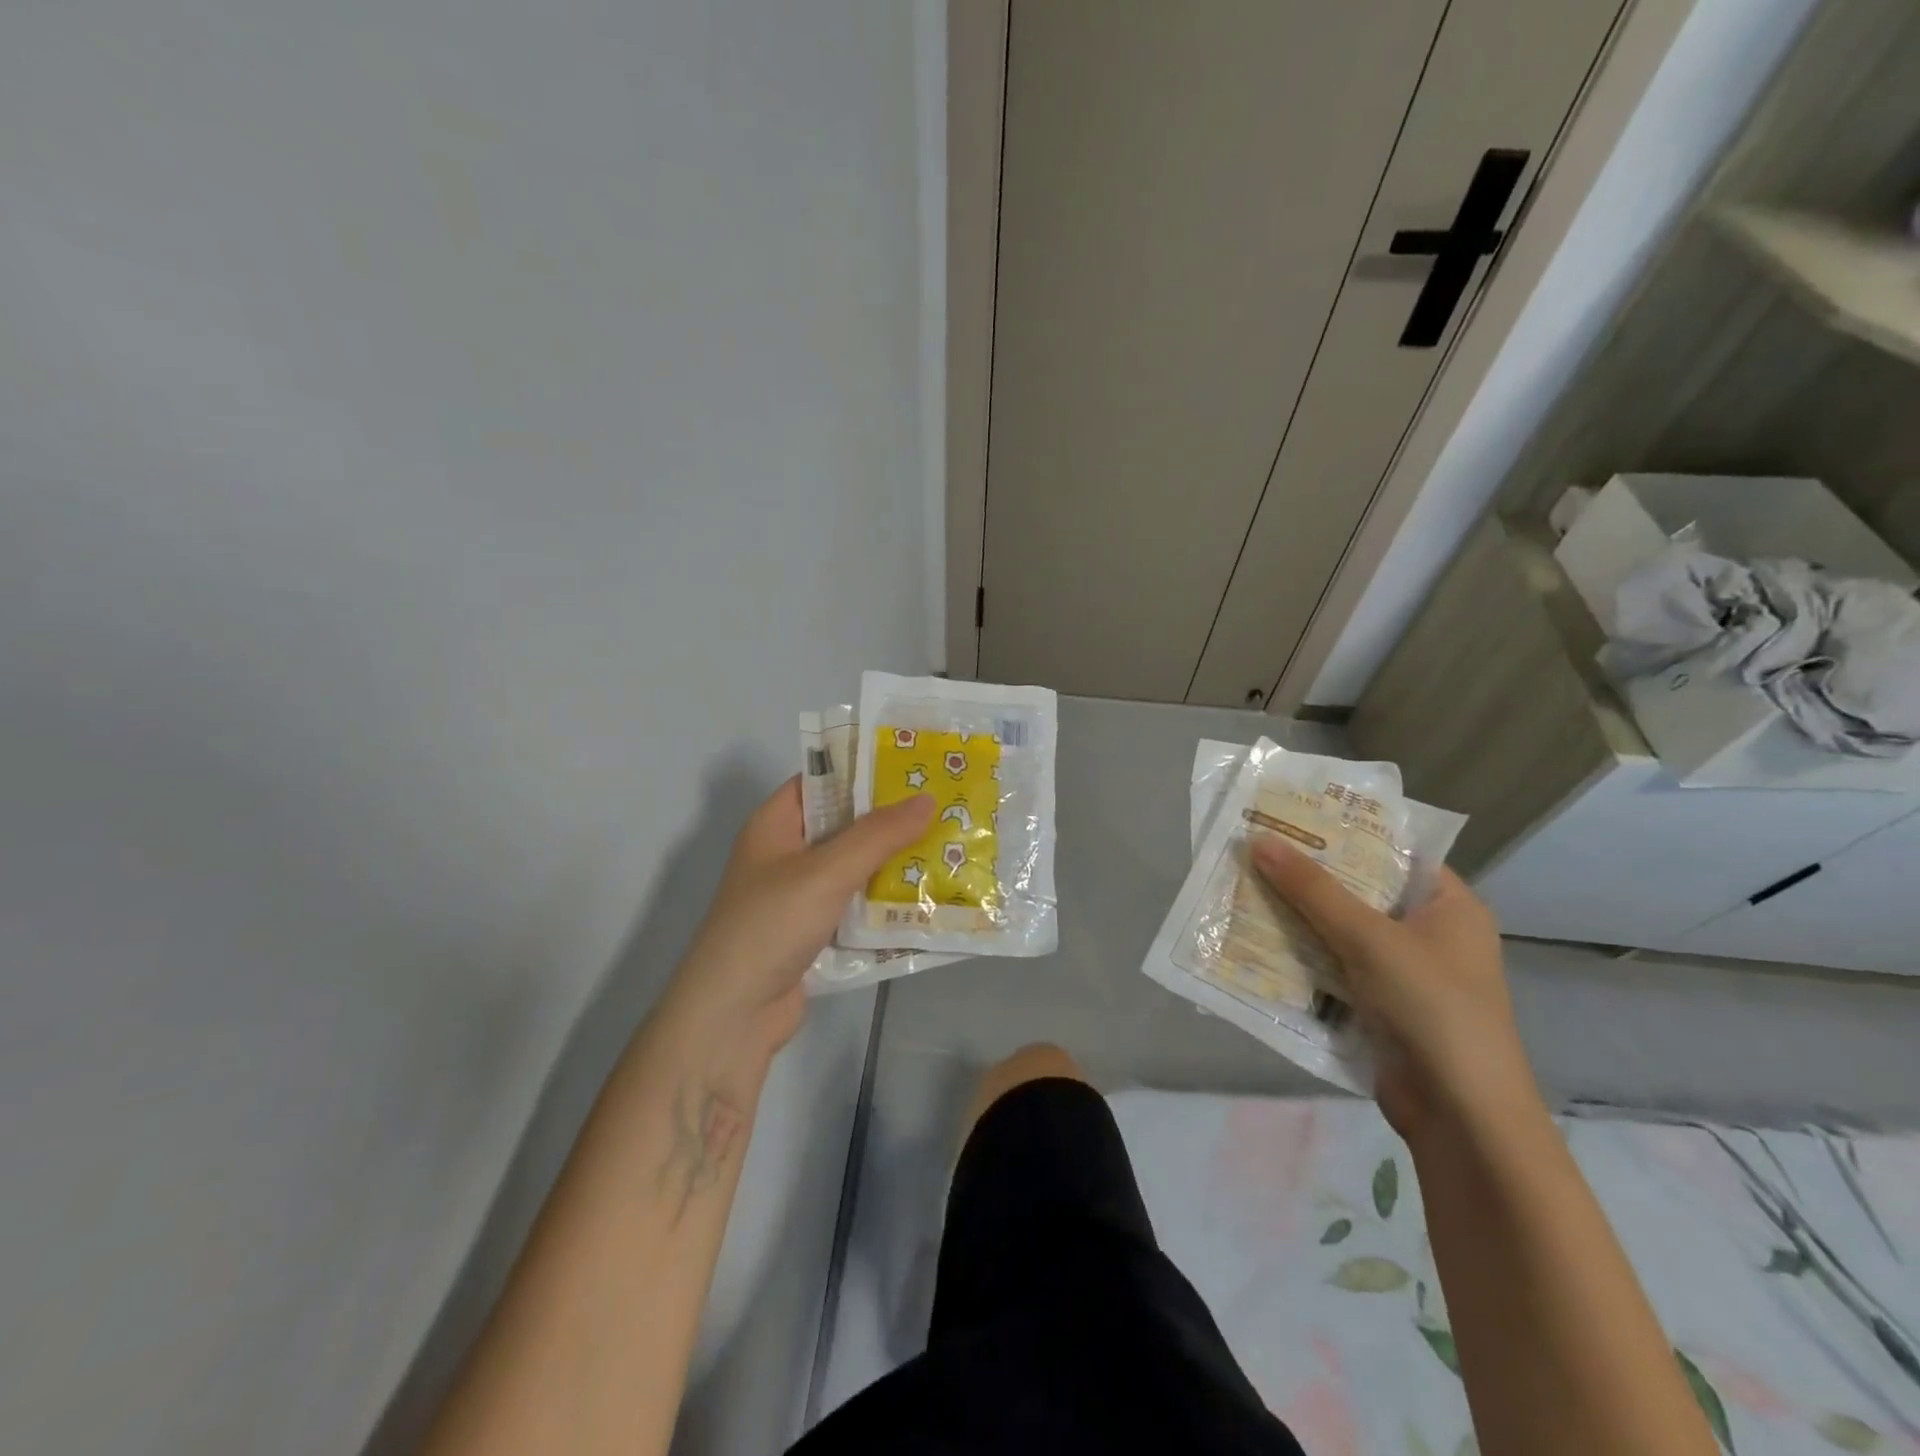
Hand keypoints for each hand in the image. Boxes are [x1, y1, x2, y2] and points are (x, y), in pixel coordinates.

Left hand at [660, 778, 933, 1081]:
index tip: (913, 765)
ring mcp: (799, 897)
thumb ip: (878, 834)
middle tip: (944, 805)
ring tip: (947, 846)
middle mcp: (785, 855)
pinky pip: (855, 907)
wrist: (733, 1017)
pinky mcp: (814, 933)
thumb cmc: (772, 925)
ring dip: (893, 862)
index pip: (821, 780)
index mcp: (774, 825)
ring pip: (854, 868)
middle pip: (843, 825)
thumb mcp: (826, 871)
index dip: (862, 769)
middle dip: (889, 819)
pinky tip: (926, 898)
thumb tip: (928, 800)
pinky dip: (884, 903)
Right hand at [1249, 840, 1538, 1142]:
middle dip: (1308, 879)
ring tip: (1243, 889)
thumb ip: (1312, 889)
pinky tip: (1257, 942)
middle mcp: (1431, 934)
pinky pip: (1335, 969)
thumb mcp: (1369, 938)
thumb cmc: (1431, 1008)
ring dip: (1298, 919)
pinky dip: (1302, 958)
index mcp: (1450, 906)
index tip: (1290, 819)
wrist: (1461, 1117)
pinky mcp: (1381, 1008)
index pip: (1392, 853)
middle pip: (1360, 892)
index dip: (1342, 834)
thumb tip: (1259, 840)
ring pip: (1341, 932)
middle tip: (1255, 852)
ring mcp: (1406, 974)